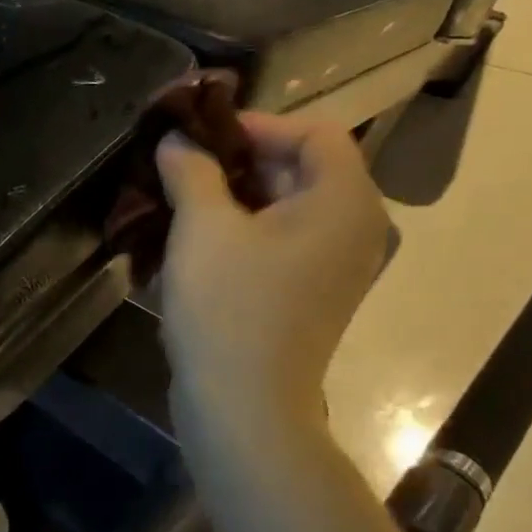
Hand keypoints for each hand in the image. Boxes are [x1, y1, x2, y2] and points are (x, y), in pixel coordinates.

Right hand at [157, 113, 389, 456]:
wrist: (244, 407)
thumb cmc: (228, 307)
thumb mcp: (202, 226)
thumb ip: (191, 169)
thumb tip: (176, 139)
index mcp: (345, 201)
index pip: (314, 131)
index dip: (256, 124)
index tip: (201, 137)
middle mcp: (355, 228)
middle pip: (302, 167)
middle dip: (238, 161)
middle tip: (182, 166)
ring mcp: (337, 266)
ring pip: (287, 207)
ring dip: (235, 197)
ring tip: (180, 200)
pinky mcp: (313, 294)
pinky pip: (283, 242)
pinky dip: (244, 231)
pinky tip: (196, 241)